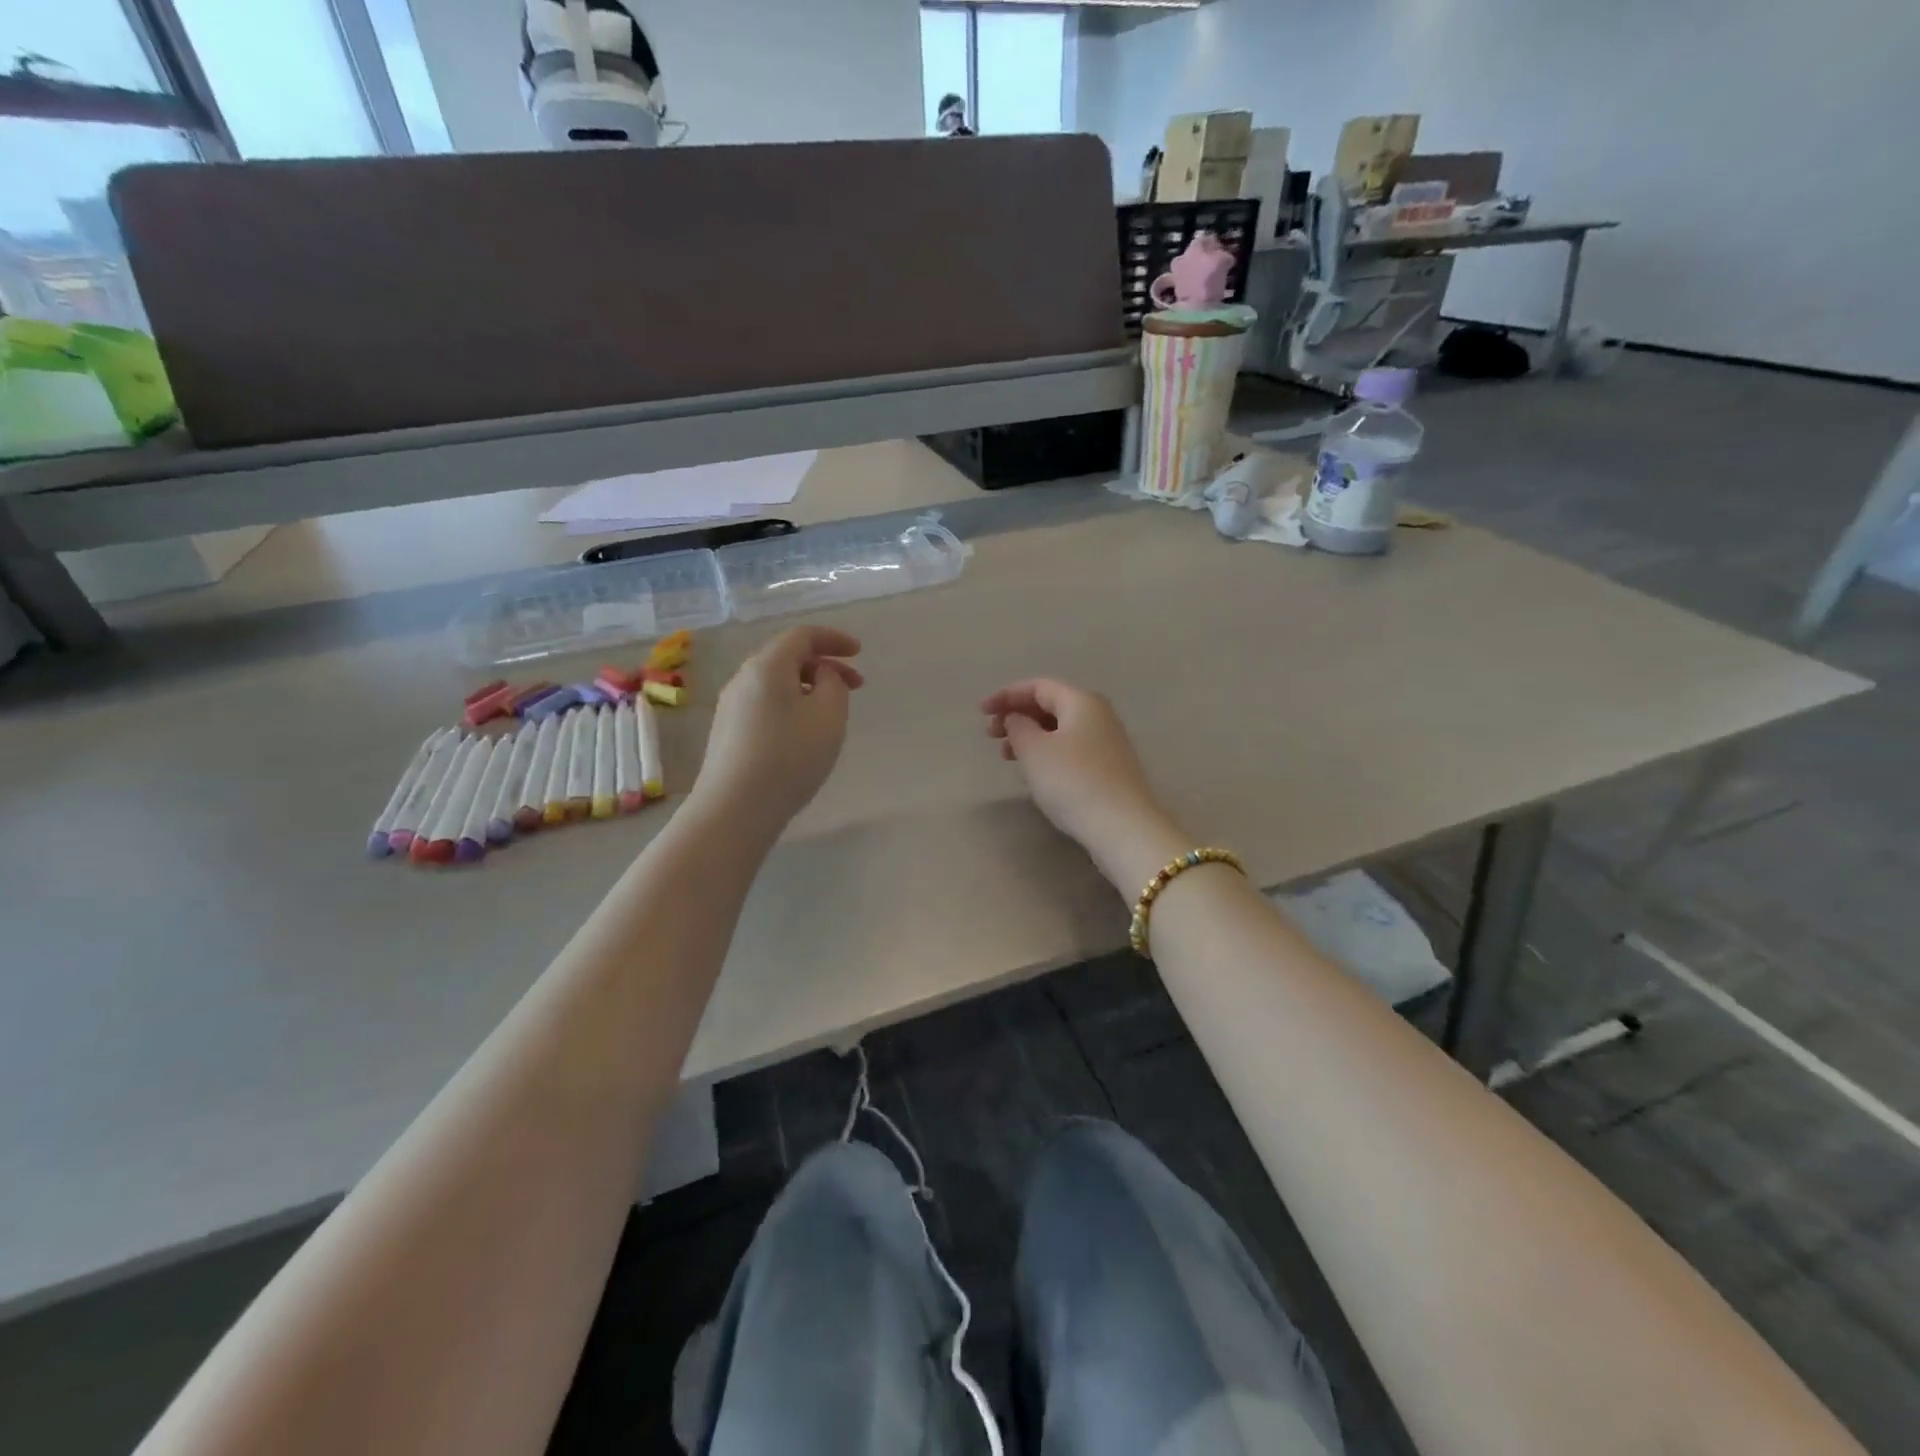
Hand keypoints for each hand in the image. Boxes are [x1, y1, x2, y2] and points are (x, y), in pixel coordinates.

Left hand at [692, 626, 863, 837]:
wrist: (735, 808)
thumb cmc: (789, 757)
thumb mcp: (829, 716)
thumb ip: (834, 684)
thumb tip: (821, 675)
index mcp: (767, 666)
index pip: (802, 636)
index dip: (834, 639)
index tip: (859, 652)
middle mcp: (743, 678)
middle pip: (786, 657)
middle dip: (824, 665)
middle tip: (854, 686)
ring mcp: (730, 706)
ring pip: (775, 683)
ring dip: (807, 687)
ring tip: (831, 712)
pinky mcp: (727, 732)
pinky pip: (764, 704)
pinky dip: (790, 705)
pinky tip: (803, 733)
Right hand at [981, 678, 1183, 888]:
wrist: (1122, 827)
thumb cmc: (1072, 781)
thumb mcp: (1034, 750)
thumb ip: (1018, 727)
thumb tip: (1017, 719)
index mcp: (1081, 701)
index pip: (1038, 686)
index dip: (1006, 695)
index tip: (981, 712)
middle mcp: (1098, 715)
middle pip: (1050, 705)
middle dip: (1017, 715)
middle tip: (991, 735)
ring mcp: (1107, 742)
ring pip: (1059, 728)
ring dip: (1029, 736)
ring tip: (1006, 756)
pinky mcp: (1108, 768)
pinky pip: (1070, 748)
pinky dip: (1046, 752)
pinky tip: (1033, 771)